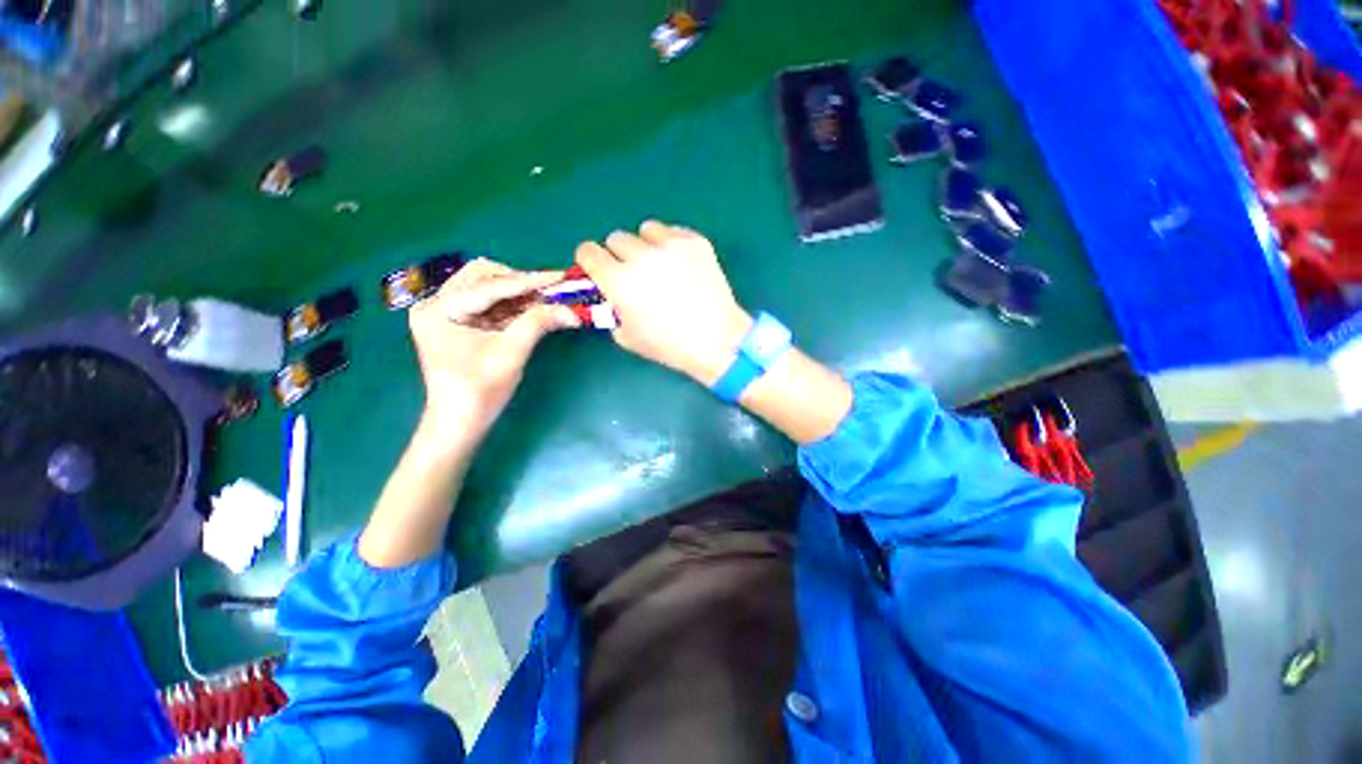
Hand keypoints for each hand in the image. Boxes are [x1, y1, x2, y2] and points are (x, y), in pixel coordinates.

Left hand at [408, 259, 577, 442]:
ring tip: (547, 302)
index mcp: (439, 310)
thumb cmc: (480, 391)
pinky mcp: (457, 322)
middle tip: (551, 294)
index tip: (560, 276)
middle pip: (483, 276)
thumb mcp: (511, 353)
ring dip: (519, 294)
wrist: (460, 422)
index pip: (490, 286)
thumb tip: (571, 310)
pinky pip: (489, 304)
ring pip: (487, 288)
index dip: (530, 281)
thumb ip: (538, 324)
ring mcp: (445, 312)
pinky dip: (512, 306)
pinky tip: (534, 310)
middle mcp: (436, 304)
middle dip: (520, 283)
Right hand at [575, 221, 751, 385]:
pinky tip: (682, 265)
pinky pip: (673, 231)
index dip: (590, 260)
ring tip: (660, 266)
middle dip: (619, 255)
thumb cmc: (669, 345)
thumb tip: (612, 296)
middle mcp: (640, 255)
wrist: (716, 340)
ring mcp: (670, 245)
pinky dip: (672, 244)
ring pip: (645, 229)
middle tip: (635, 275)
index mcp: (618, 280)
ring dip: (646, 245)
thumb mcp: (627, 336)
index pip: (587, 251)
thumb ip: (612, 310)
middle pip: (616, 238)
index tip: (599, 270)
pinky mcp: (695, 241)